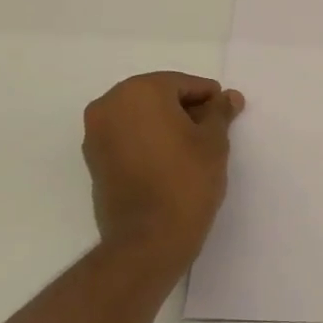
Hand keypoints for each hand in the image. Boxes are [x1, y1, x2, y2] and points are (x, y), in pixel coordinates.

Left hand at [83, 72, 244, 266]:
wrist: (148, 239)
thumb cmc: (186, 180)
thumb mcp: (213, 141)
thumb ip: (219, 112)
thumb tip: (229, 97)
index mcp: (139, 91)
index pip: (182, 84)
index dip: (209, 97)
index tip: (227, 114)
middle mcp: (109, 105)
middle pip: (157, 96)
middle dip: (185, 109)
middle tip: (213, 130)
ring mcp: (96, 133)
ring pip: (140, 117)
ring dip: (166, 125)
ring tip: (193, 148)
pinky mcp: (94, 160)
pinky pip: (127, 137)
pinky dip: (148, 141)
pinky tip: (171, 160)